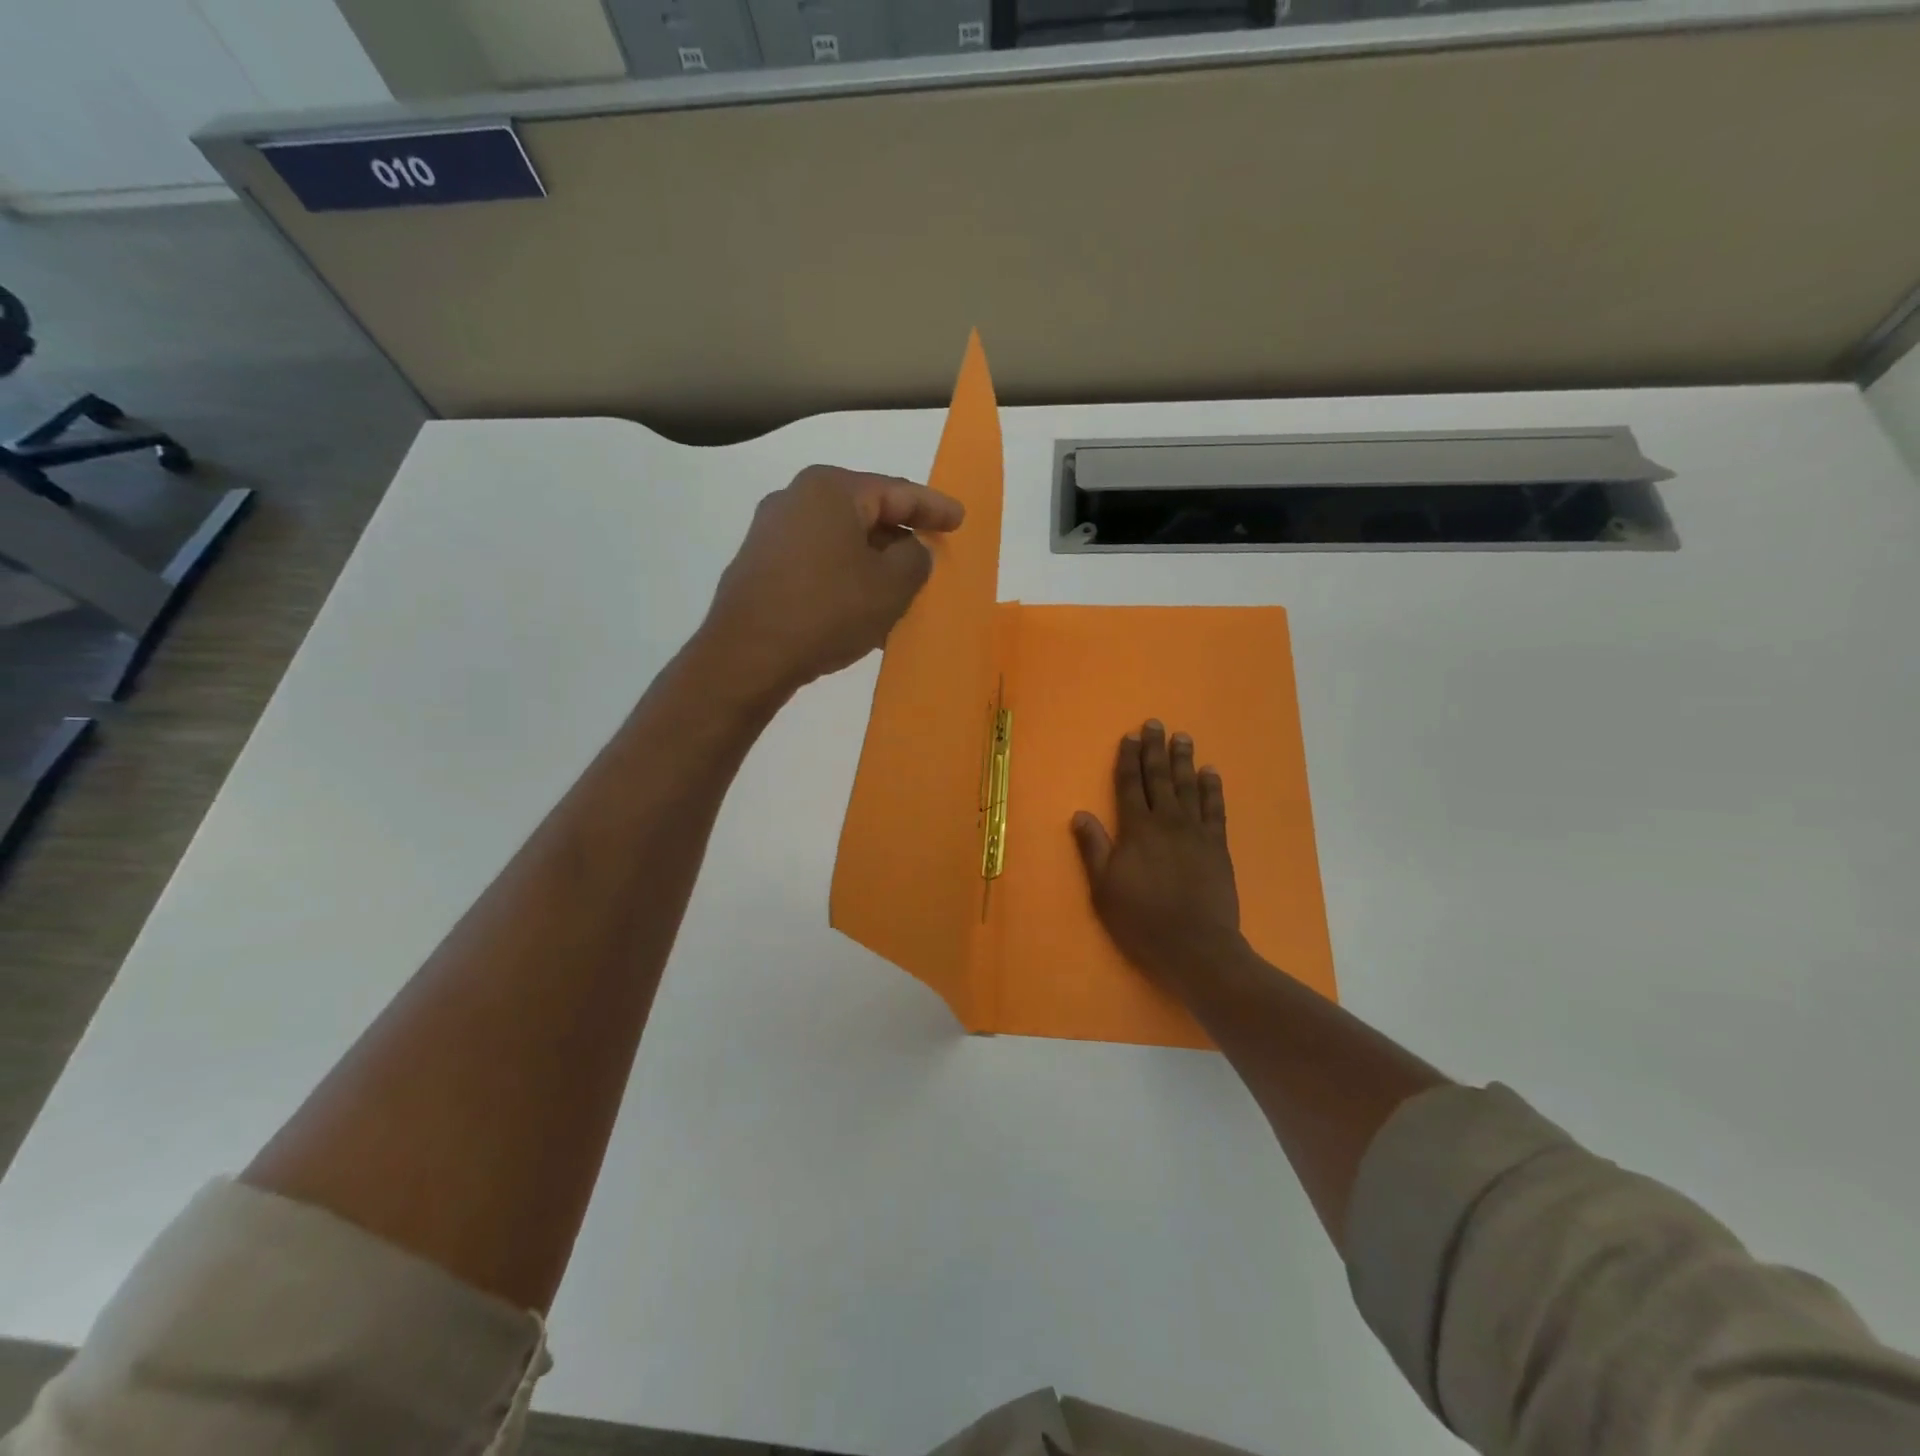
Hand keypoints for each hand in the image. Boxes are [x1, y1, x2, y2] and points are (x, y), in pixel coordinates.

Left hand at [697, 465, 964, 701]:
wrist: (748, 655)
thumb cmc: (828, 610)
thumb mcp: (891, 586)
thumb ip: (915, 559)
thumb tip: (910, 550)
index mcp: (831, 490)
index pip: (896, 491)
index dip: (933, 507)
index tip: (959, 519)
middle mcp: (795, 499)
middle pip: (865, 513)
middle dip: (900, 537)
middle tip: (929, 555)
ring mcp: (771, 532)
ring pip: (840, 542)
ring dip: (872, 564)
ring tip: (899, 591)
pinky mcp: (759, 565)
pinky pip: (817, 563)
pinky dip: (844, 578)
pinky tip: (861, 608)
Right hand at [1072, 720, 1243, 986]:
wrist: (1195, 947)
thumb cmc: (1142, 920)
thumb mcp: (1104, 888)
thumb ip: (1094, 848)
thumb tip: (1080, 813)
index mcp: (1136, 830)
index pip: (1129, 786)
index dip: (1128, 760)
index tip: (1129, 736)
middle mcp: (1166, 822)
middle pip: (1159, 778)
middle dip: (1155, 749)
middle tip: (1155, 723)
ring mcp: (1196, 832)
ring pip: (1188, 786)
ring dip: (1184, 760)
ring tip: (1183, 737)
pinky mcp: (1218, 846)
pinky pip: (1215, 809)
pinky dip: (1212, 788)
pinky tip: (1211, 772)